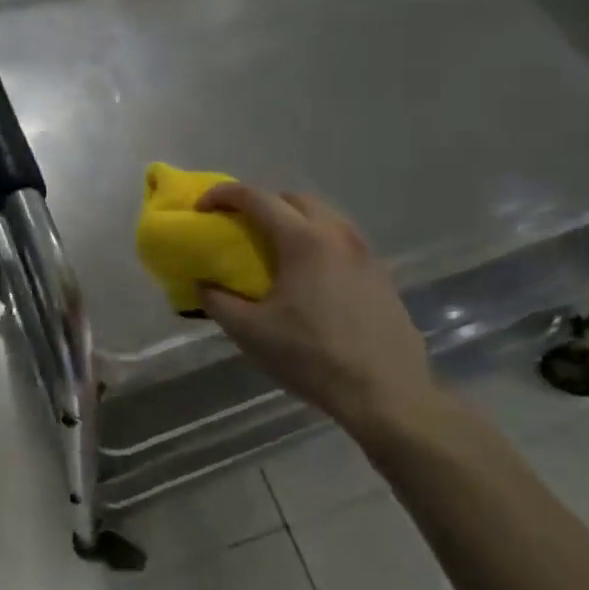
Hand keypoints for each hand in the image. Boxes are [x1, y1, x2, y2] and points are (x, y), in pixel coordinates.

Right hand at [196, 185, 440, 441]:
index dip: (223, 195)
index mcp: (303, 240)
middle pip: (294, 199)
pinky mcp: (382, 274)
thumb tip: (203, 285)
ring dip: (293, 221)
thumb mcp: (251, 332)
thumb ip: (218, 302)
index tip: (202, 208)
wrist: (385, 394)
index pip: (257, 198)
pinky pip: (342, 241)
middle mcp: (338, 234)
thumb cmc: (312, 357)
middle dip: (261, 203)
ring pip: (324, 217)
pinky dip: (318, 242)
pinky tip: (310, 278)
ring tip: (274, 250)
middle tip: (239, 227)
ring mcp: (366, 253)